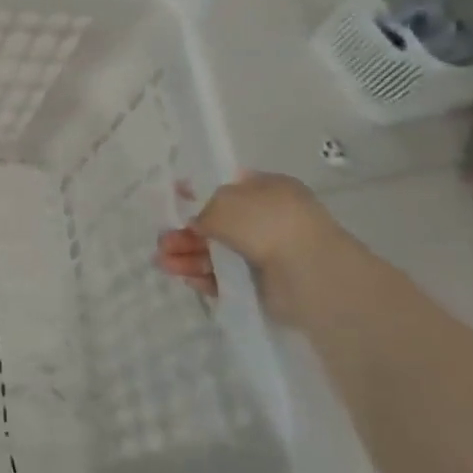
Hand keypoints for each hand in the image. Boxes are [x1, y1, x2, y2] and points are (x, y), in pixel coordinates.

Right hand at [156, 173, 343, 325]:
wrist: (310, 274)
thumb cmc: (267, 224)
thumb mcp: (224, 202)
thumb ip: (202, 210)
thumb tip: (195, 223)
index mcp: (267, 190)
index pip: (227, 188)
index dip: (197, 193)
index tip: (173, 200)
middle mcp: (268, 219)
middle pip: (216, 225)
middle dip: (185, 233)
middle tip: (162, 242)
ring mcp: (267, 253)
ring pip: (217, 252)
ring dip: (188, 256)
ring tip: (162, 263)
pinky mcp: (264, 285)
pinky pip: (227, 278)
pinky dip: (206, 278)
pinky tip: (186, 278)